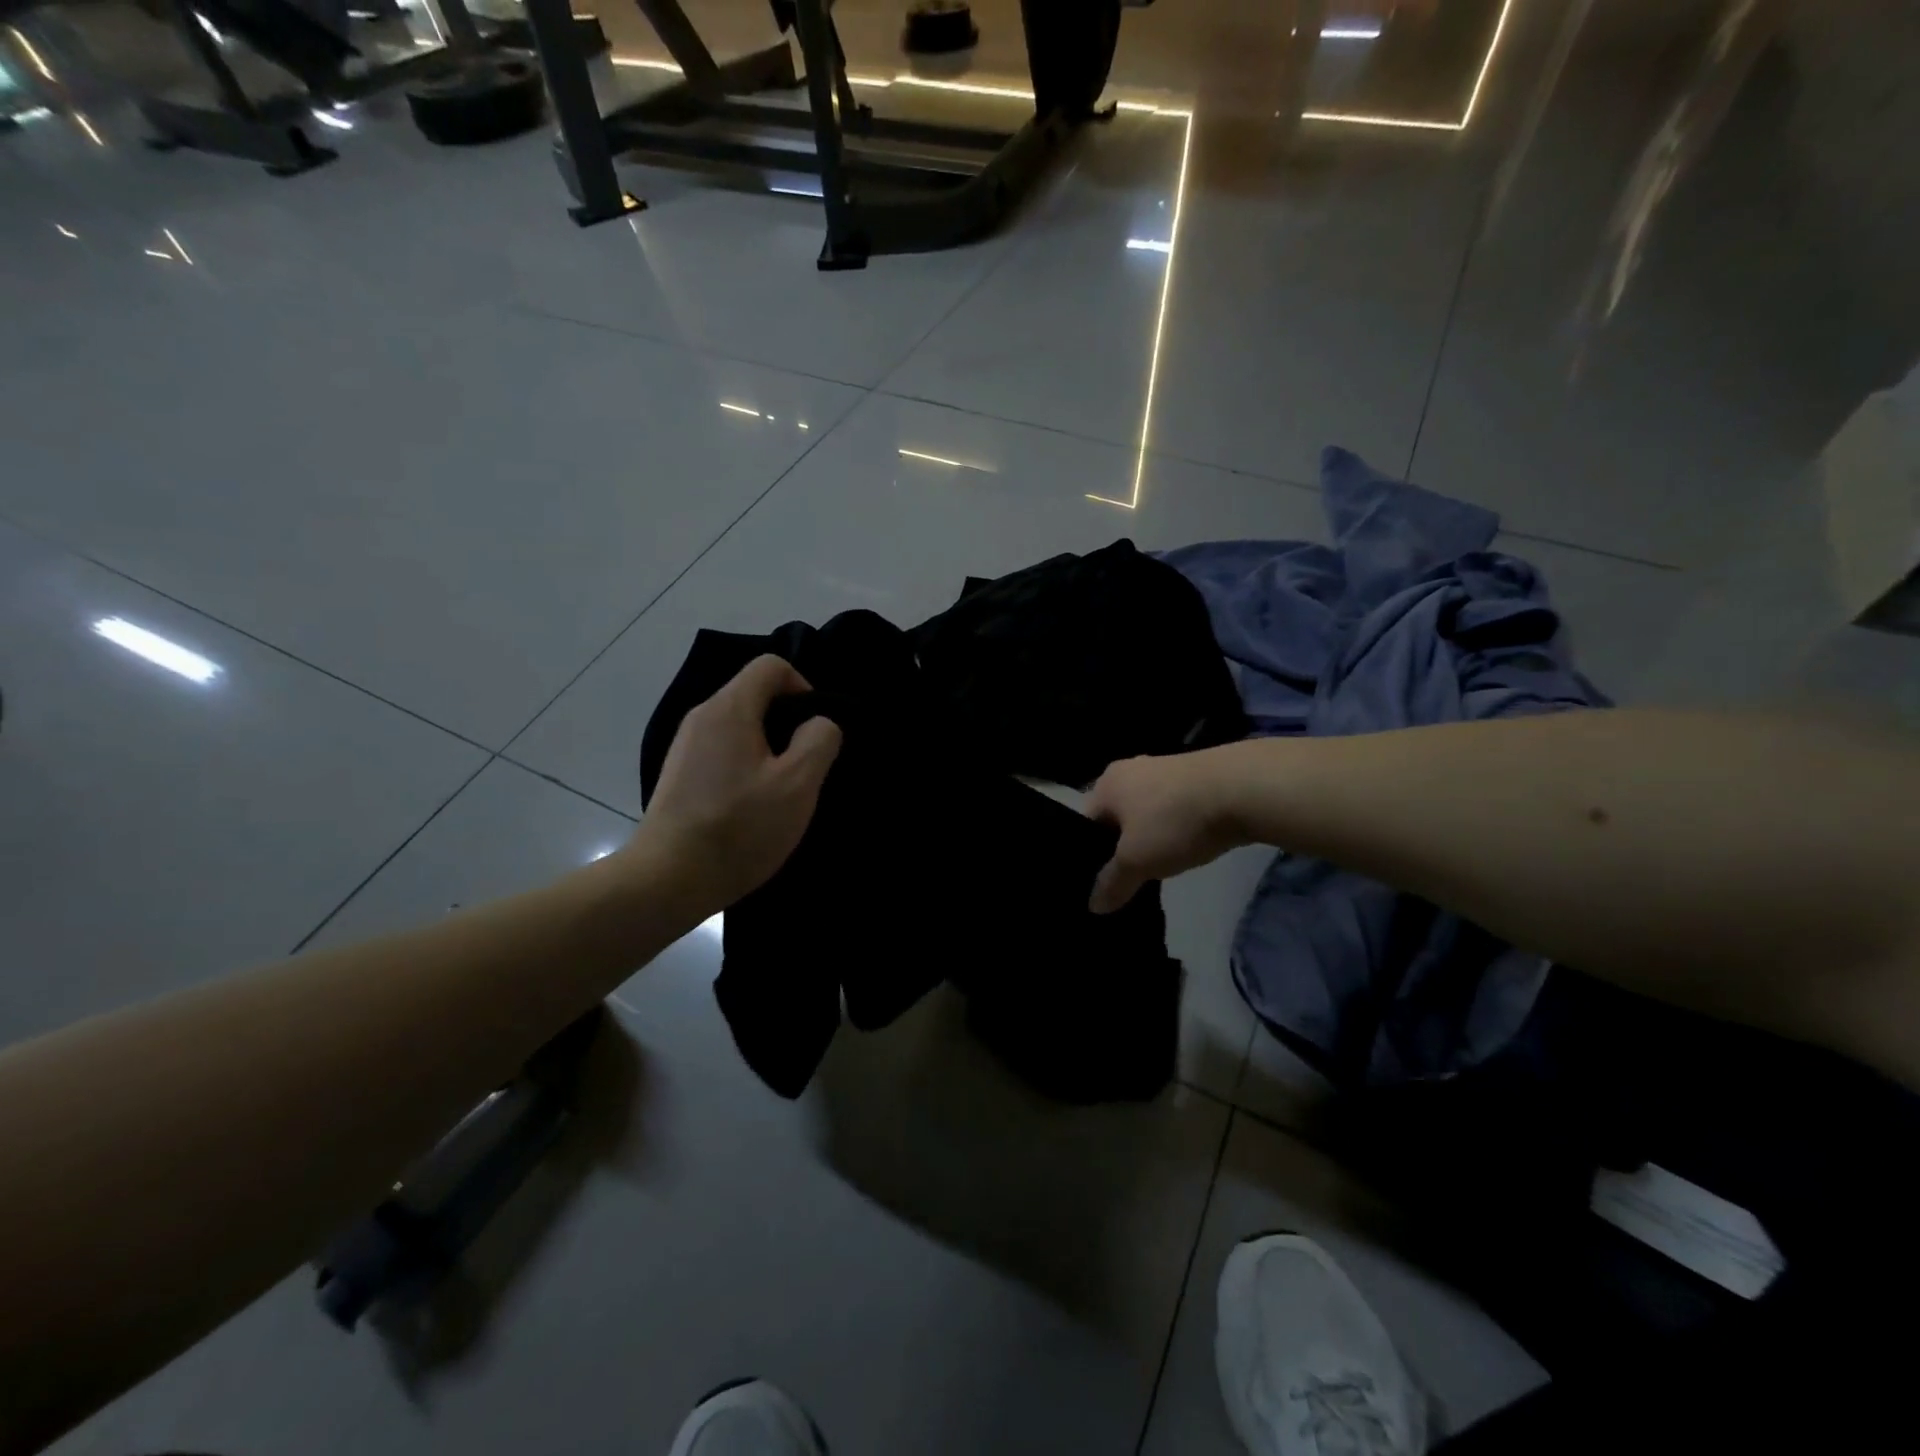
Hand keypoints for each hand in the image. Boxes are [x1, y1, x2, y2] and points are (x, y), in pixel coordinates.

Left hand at [630, 655, 842, 911]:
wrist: (667, 880)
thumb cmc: (739, 827)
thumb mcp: (797, 784)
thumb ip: (819, 740)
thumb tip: (818, 724)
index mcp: (729, 709)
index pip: (771, 666)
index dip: (803, 687)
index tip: (815, 730)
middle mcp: (701, 717)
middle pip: (754, 695)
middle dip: (788, 723)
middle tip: (805, 765)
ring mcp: (685, 747)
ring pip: (740, 727)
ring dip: (768, 749)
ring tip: (781, 790)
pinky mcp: (678, 775)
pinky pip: (722, 752)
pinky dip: (745, 767)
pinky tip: (752, 806)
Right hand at [1086, 750, 1244, 912]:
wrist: (1241, 789)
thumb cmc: (1174, 821)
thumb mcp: (1137, 861)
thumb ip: (1112, 883)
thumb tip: (1093, 905)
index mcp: (1106, 784)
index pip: (1085, 825)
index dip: (1089, 857)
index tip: (1101, 884)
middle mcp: (1129, 770)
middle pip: (1116, 819)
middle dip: (1121, 848)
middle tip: (1129, 880)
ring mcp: (1163, 770)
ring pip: (1145, 814)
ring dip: (1150, 838)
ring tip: (1159, 867)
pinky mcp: (1194, 776)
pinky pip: (1172, 809)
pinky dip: (1174, 829)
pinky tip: (1185, 847)